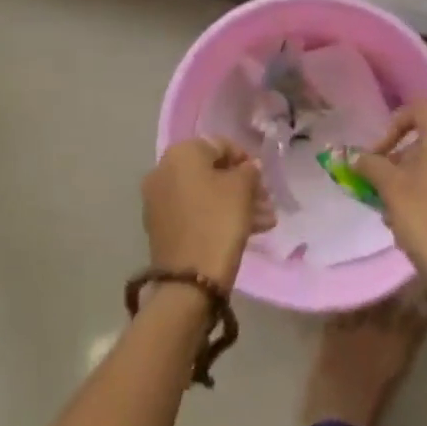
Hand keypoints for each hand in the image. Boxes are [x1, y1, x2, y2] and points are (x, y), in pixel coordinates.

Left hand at [143, 138, 275, 291]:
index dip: (245, 159)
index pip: (220, 145)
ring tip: (265, 222)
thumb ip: (249, 171)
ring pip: (206, 194)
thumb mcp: (242, 190)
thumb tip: (249, 167)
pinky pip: (195, 212)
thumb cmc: (219, 222)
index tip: (263, 179)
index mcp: (181, 154)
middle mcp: (164, 171)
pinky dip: (217, 217)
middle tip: (266, 202)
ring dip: (236, 204)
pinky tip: (248, 231)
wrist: (189, 281)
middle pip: (212, 171)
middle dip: (242, 186)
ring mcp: (159, 200)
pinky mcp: (162, 227)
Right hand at [356, 104, 426, 342]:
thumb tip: (358, 157)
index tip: (376, 156)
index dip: (392, 125)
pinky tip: (419, 234)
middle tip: (379, 191)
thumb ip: (372, 166)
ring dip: (411, 186)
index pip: (418, 109)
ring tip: (394, 219)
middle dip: (397, 163)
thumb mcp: (392, 193)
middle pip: (426, 143)